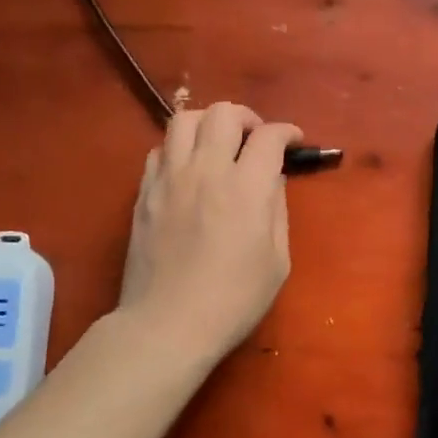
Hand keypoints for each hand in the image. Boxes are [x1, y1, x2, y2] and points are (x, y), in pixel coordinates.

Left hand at [118, 103, 302, 364]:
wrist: (167, 325)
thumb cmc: (233, 300)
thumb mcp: (277, 260)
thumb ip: (277, 210)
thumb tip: (272, 180)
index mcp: (246, 188)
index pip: (268, 136)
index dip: (286, 132)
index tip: (293, 141)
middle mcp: (206, 171)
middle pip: (224, 113)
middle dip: (248, 118)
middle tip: (256, 139)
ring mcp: (169, 179)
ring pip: (184, 119)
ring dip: (209, 124)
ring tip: (219, 145)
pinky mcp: (144, 193)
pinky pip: (159, 149)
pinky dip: (179, 148)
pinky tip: (189, 169)